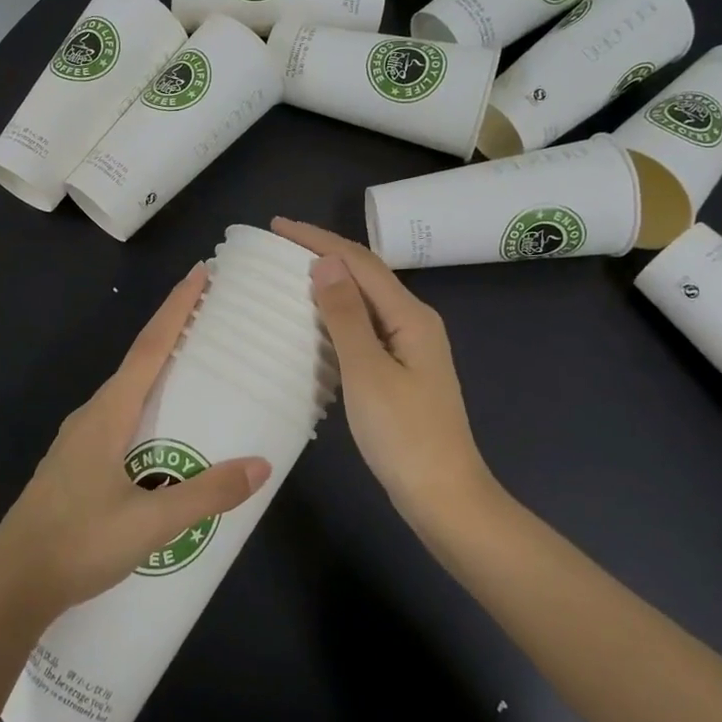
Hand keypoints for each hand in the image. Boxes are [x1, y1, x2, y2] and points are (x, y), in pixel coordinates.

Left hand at [0, 264, 269, 627]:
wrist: (11, 586)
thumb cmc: (78, 543)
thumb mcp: (150, 523)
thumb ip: (205, 493)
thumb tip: (260, 465)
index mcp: (107, 414)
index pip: (149, 348)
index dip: (176, 308)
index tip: (200, 273)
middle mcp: (92, 416)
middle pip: (138, 362)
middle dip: (172, 333)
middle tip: (212, 318)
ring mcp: (79, 441)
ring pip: (128, 393)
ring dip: (159, 372)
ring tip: (196, 371)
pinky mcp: (76, 465)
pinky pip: (120, 419)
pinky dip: (148, 406)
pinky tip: (163, 434)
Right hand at [272, 218, 497, 533]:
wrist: (443, 496)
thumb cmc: (403, 435)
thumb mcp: (368, 372)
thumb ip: (346, 316)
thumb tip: (325, 262)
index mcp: (411, 316)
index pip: (361, 262)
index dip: (319, 240)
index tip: (278, 225)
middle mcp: (414, 323)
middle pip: (366, 275)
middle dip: (324, 254)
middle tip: (278, 246)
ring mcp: (410, 348)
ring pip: (365, 301)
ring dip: (330, 282)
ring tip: (290, 274)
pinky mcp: (401, 371)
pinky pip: (365, 328)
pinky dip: (337, 315)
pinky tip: (315, 322)